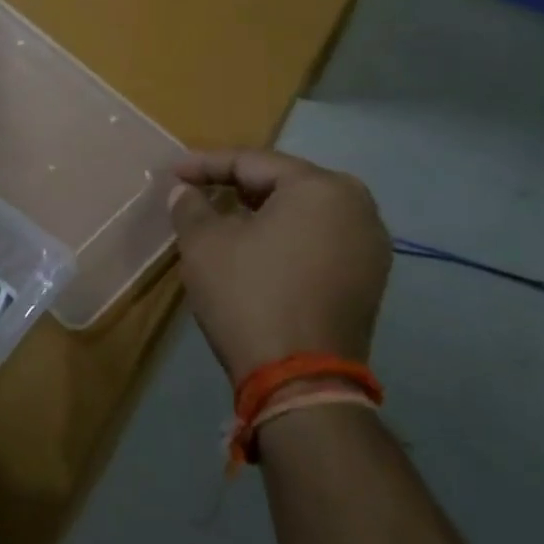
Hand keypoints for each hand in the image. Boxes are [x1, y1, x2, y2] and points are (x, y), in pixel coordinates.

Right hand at [169, 150, 391, 383]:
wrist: (300, 381)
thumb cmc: (249, 294)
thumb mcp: (204, 243)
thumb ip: (191, 205)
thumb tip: (185, 191)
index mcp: (321, 187)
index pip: (252, 162)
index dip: (205, 164)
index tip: (172, 173)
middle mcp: (357, 207)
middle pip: (283, 183)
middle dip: (236, 185)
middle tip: (197, 190)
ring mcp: (370, 246)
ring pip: (303, 213)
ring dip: (261, 212)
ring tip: (221, 217)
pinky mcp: (369, 280)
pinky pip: (319, 240)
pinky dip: (285, 237)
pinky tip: (254, 247)